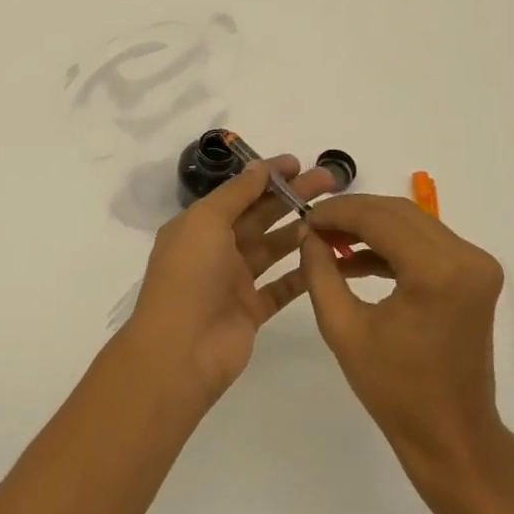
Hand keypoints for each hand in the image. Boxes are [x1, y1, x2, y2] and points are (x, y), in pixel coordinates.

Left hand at [124, 156, 336, 398]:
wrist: (181, 350)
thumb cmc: (189, 275)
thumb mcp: (206, 221)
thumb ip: (236, 194)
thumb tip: (260, 168)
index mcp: (199, 226)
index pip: (238, 193)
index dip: (267, 176)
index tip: (299, 163)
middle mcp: (216, 249)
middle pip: (260, 216)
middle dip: (291, 197)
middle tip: (329, 182)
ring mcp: (234, 281)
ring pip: (273, 248)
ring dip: (299, 231)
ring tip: (332, 216)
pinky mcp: (252, 311)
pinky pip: (282, 286)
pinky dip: (302, 272)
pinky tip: (328, 256)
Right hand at [299, 195, 513, 481]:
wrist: (452, 434)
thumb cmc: (395, 390)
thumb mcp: (343, 329)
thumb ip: (320, 273)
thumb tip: (307, 233)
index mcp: (437, 272)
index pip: (379, 218)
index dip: (337, 213)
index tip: (304, 217)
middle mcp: (466, 258)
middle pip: (398, 212)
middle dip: (352, 214)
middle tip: (313, 226)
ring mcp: (477, 265)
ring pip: (412, 222)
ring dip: (370, 226)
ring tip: (329, 242)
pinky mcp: (475, 275)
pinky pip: (426, 242)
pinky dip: (391, 244)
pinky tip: (355, 259)